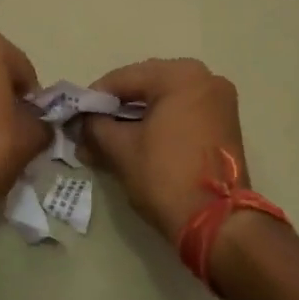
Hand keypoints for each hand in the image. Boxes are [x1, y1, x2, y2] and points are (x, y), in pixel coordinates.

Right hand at [83, 58, 247, 244]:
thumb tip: (82, 123)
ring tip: (106, 142)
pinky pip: (182, 113)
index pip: (124, 78)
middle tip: (89, 129)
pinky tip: (134, 144)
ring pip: (164, 101)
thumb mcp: (122, 150)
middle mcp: (205, 78)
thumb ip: (96, 127)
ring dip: (134, 119)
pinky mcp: (224, 124)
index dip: (94, 97)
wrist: (219, 223)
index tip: (74, 116)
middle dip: (115, 109)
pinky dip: (157, 125)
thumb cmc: (166, 177)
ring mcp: (219, 101)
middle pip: (145, 86)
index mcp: (181, 76)